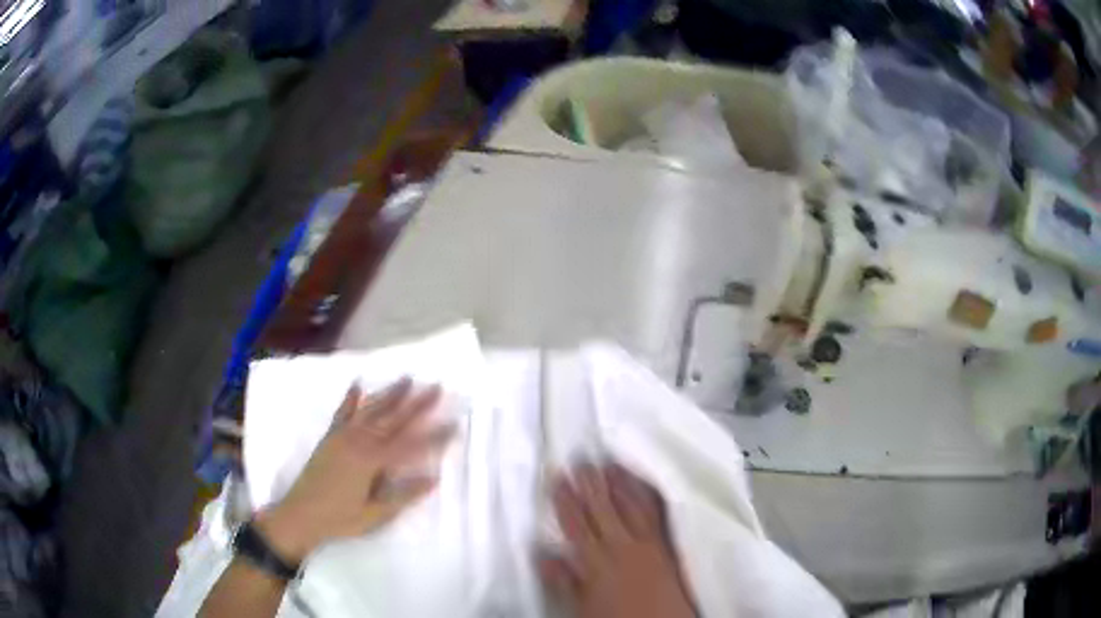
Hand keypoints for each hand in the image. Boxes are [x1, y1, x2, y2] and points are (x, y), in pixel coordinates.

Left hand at [255, 378, 454, 563]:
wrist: (300, 515)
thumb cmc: (341, 519)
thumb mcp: (376, 515)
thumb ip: (404, 495)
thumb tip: (434, 478)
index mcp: (373, 462)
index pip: (411, 446)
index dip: (435, 436)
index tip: (455, 423)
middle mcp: (359, 442)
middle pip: (393, 420)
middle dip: (417, 404)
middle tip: (436, 387)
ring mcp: (343, 437)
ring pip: (371, 411)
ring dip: (390, 394)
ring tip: (408, 378)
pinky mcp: (330, 437)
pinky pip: (342, 413)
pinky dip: (350, 398)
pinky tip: (358, 384)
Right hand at [539, 463, 696, 617]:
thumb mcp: (580, 606)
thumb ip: (562, 580)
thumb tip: (543, 555)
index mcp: (596, 561)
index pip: (576, 524)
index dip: (566, 500)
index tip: (558, 477)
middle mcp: (622, 546)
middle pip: (603, 509)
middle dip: (591, 484)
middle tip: (582, 460)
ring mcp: (647, 543)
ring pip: (630, 506)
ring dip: (619, 485)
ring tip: (610, 464)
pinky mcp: (666, 545)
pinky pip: (656, 513)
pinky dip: (647, 496)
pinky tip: (643, 486)